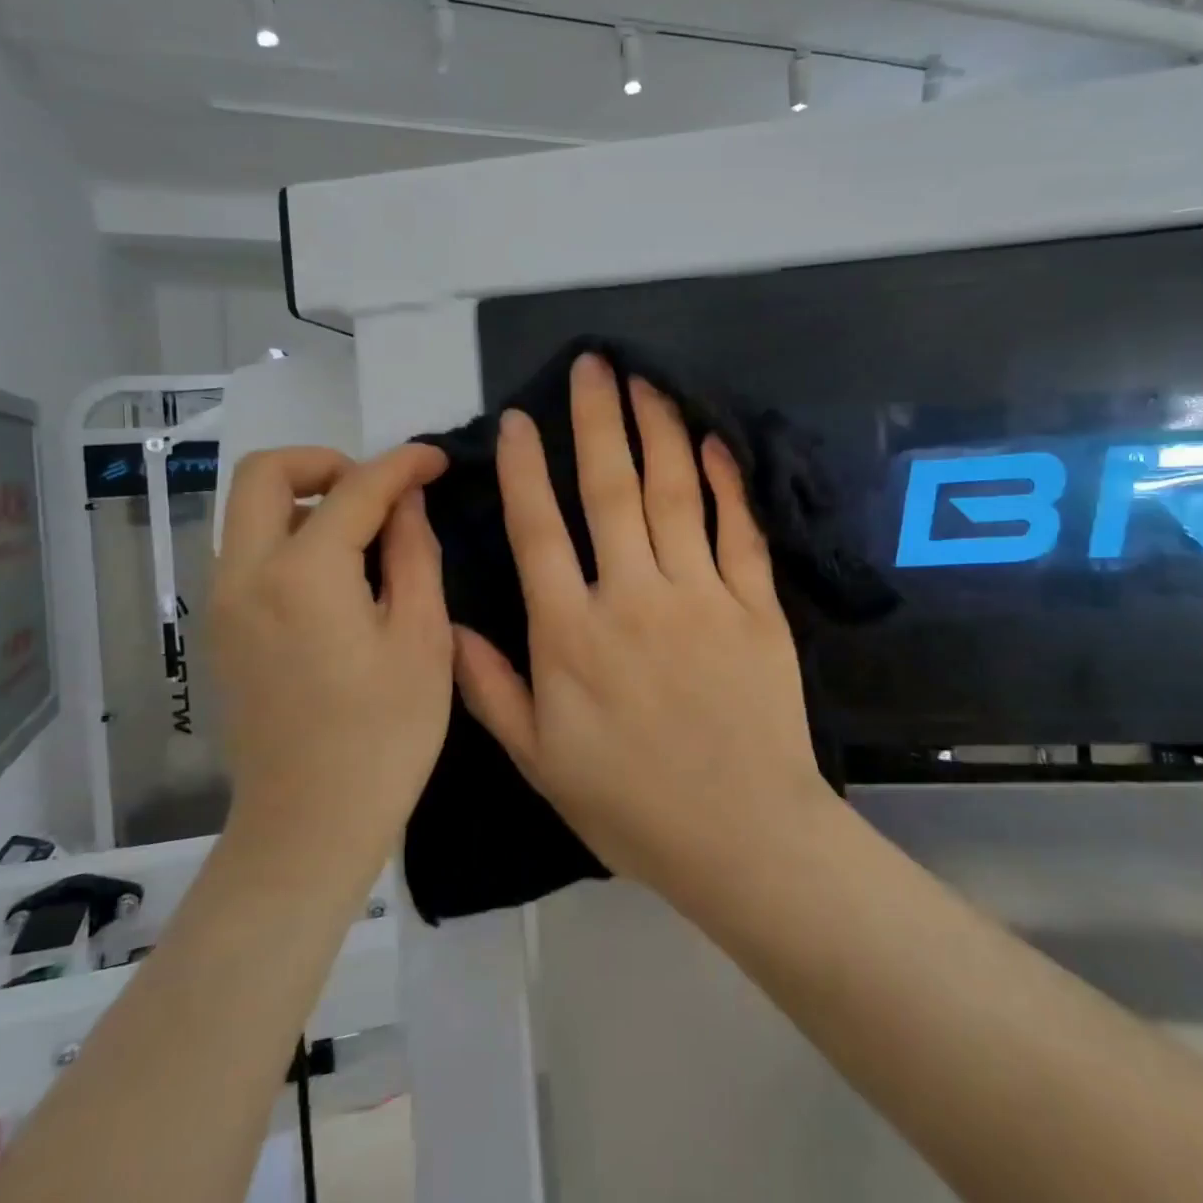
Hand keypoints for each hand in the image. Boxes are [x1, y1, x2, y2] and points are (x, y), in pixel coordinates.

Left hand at [210, 444, 450, 866]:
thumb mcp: (422, 638)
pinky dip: (289, 536)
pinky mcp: (220, 631)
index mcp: (303, 573)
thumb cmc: (384, 735)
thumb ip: (414, 553)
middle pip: (264, 473)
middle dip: (326, 462)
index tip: (437, 459)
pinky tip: (338, 577)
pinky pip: (247, 552)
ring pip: (248, 511)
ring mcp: (222, 604)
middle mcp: (245, 574)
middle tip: (378, 491)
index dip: (402, 464)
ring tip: (365, 534)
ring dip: (304, 499)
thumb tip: (407, 501)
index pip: (355, 488)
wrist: (309, 827)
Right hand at [454, 354, 830, 908]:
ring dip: (658, 430)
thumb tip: (446, 622)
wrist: (743, 838)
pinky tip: (712, 442)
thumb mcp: (539, 760)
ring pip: (675, 494)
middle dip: (596, 420)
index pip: (538, 530)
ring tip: (646, 382)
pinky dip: (726, 482)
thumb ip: (489, 687)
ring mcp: (700, 597)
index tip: (518, 419)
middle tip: (592, 364)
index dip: (524, 469)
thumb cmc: (631, 805)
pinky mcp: (756, 608)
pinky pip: (738, 531)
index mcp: (571, 635)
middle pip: (610, 490)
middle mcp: (632, 599)